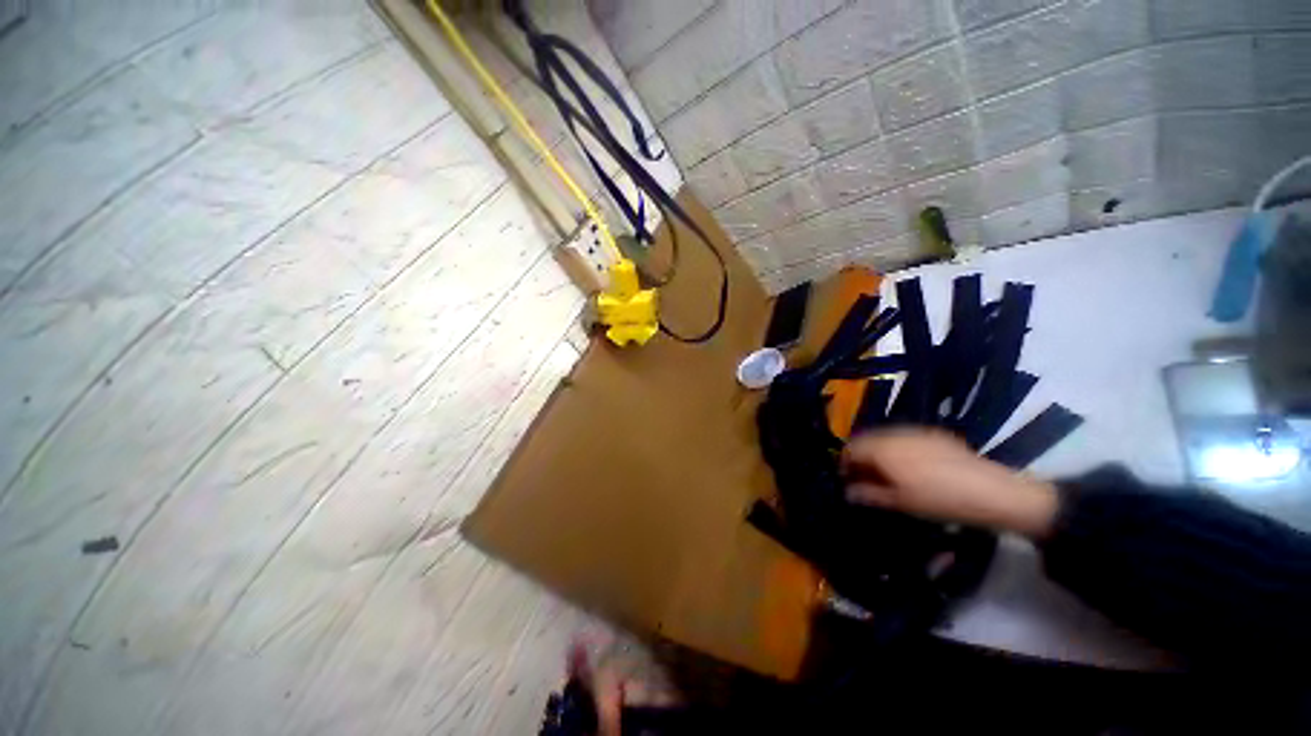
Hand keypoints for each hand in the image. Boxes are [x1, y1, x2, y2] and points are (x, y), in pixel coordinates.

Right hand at [842, 428, 1058, 537]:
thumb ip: (868, 494)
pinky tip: (910, 463)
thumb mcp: (900, 502)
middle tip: (864, 475)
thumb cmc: (939, 500)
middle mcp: (894, 434)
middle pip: (865, 439)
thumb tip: (847, 491)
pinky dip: (897, 446)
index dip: (843, 463)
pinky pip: (904, 436)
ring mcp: (915, 431)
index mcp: (882, 449)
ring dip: (877, 450)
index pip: (850, 449)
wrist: (992, 492)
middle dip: (860, 455)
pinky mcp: (934, 433)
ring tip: (886, 470)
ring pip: (884, 436)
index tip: (846, 478)